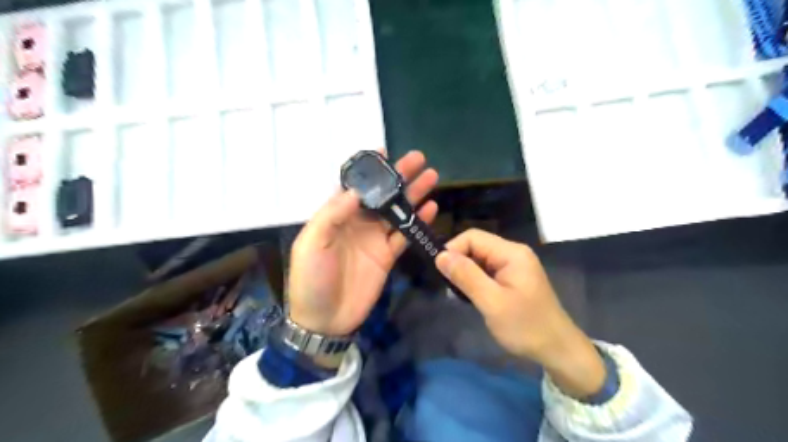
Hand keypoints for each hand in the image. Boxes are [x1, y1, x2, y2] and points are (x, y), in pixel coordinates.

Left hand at [289, 151, 440, 336]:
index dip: (369, 169)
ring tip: (431, 177)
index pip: (354, 186)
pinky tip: (430, 208)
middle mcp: (357, 222)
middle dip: (399, 176)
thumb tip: (357, 191)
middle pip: (382, 194)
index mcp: (336, 215)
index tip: (384, 151)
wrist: (324, 319)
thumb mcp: (312, 242)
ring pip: (397, 211)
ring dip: (413, 194)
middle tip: (418, 159)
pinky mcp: (387, 255)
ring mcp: (374, 239)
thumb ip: (333, 214)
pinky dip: (417, 221)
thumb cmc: (311, 278)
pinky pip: (404, 234)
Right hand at [434, 230, 603, 398]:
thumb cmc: (525, 326)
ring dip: (466, 273)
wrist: (558, 350)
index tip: (440, 272)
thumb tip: (440, 256)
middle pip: (476, 246)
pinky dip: (475, 280)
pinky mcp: (513, 278)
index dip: (453, 249)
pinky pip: (487, 271)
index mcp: (511, 253)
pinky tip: (472, 296)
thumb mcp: (492, 302)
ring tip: (459, 294)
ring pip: (479, 259)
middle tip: (450, 288)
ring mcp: (514, 266)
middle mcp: (513, 253)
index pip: (473, 237)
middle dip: (459, 263)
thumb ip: (466, 276)